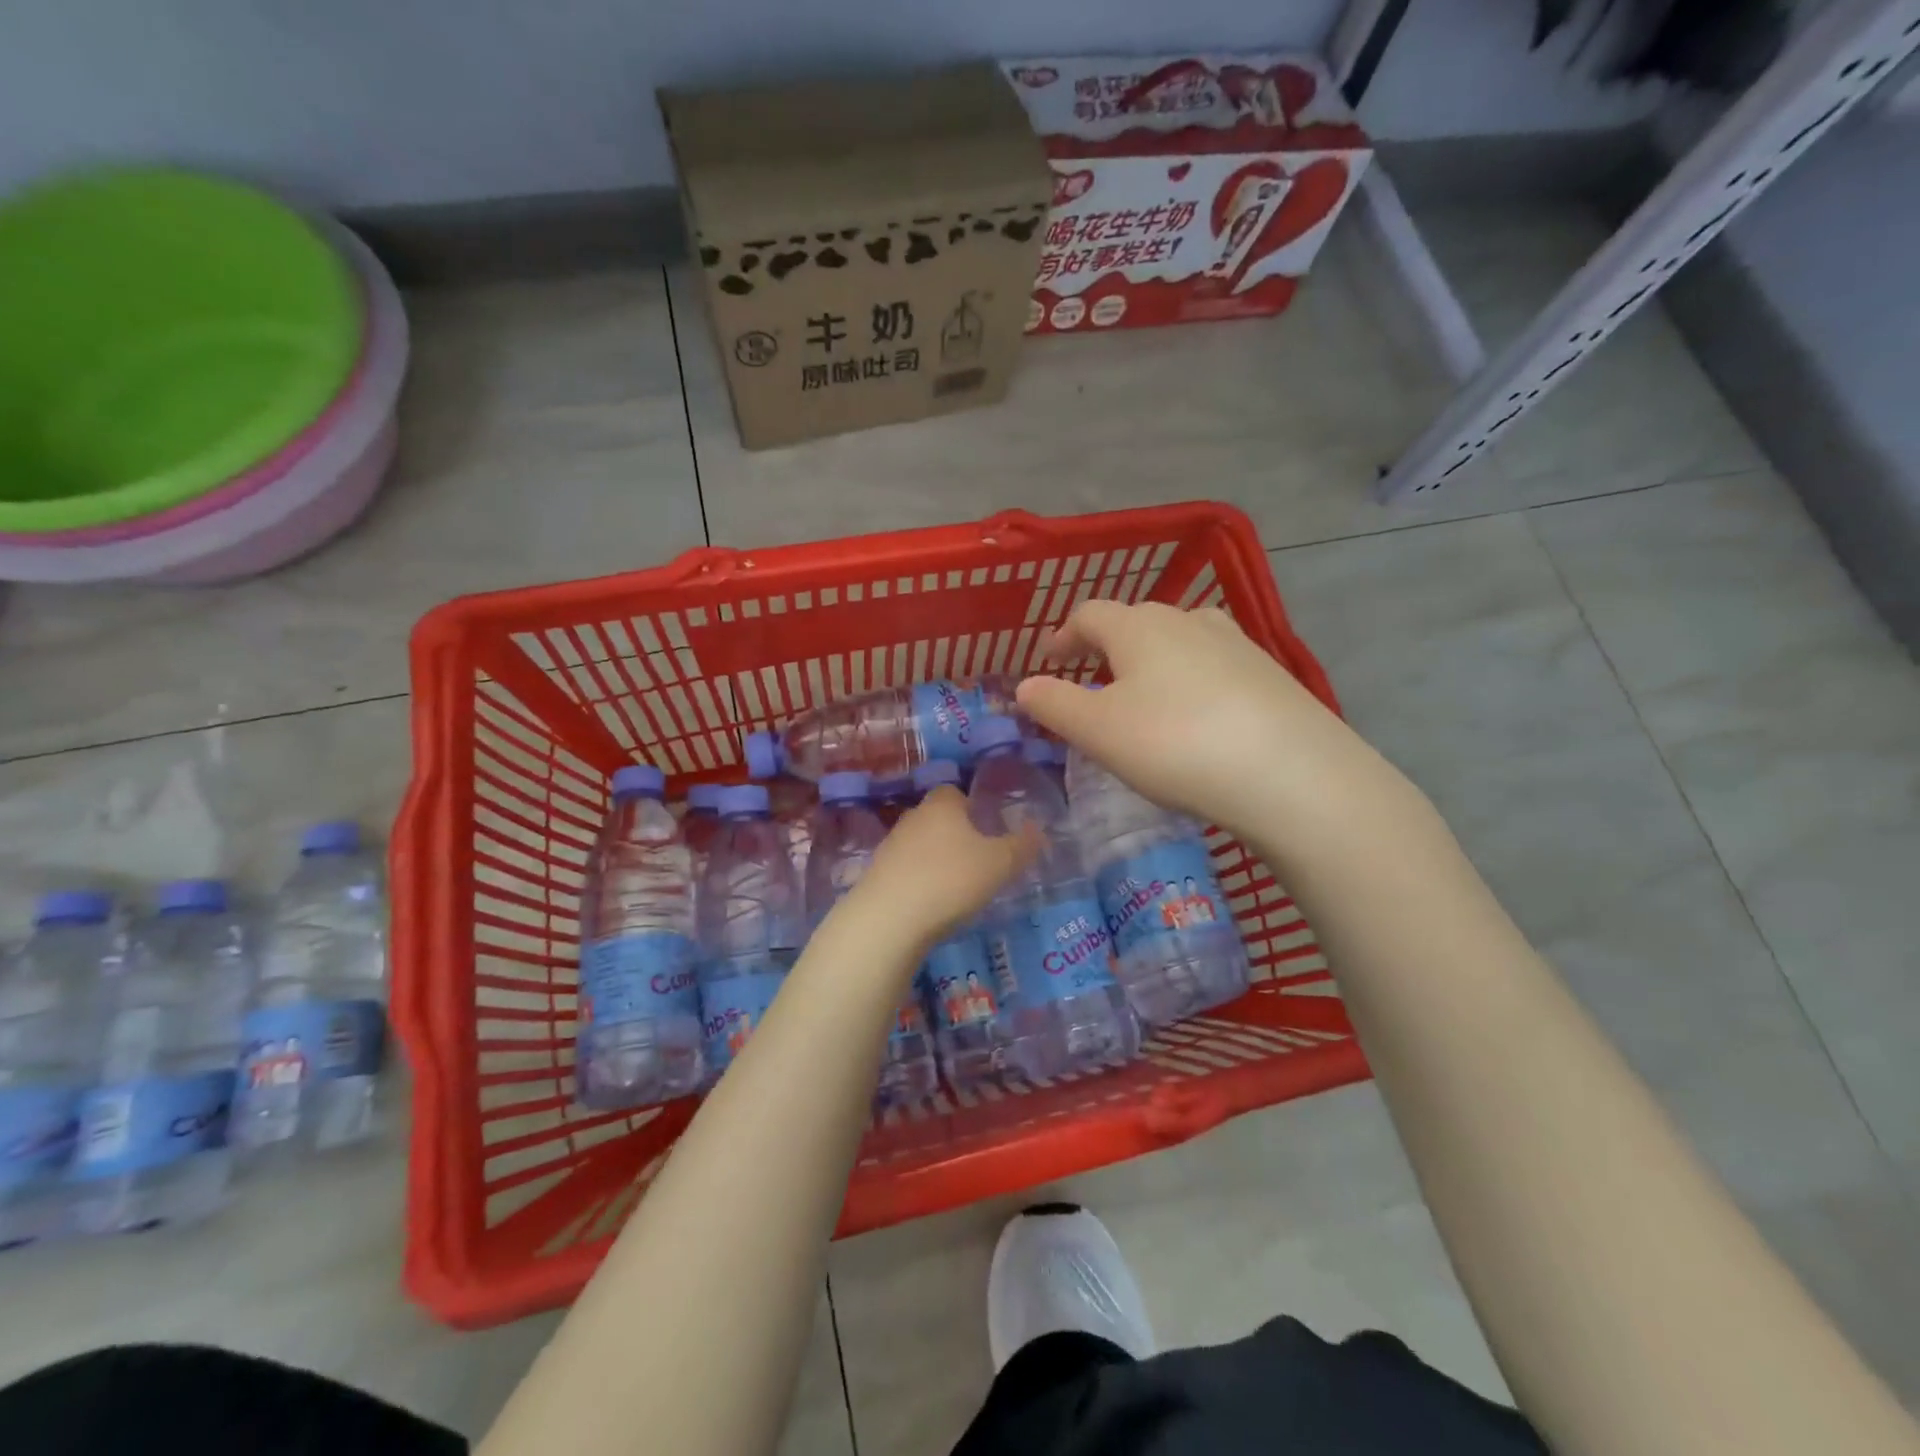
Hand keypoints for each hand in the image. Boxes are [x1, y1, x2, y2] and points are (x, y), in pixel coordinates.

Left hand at [842, 786, 1040, 947]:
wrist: (889, 920)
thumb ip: (1022, 846)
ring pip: (921, 845)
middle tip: (980, 859)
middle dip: (956, 834)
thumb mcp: (999, 864)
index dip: (972, 806)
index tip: (988, 828)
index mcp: (941, 805)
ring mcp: (890, 846)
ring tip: (958, 886)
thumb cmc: (951, 880)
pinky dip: (920, 881)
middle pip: (937, 818)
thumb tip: (1040, 831)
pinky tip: (933, 903)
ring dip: (937, 859)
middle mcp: (912, 817)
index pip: (955, 792)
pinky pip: (906, 870)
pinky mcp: (877, 875)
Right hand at [1016, 600, 1369, 836]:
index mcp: (1139, 626)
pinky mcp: (1269, 672)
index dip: (1063, 636)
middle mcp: (1187, 619)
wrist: (1290, 772)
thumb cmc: (1175, 744)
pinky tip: (1198, 716)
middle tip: (1093, 682)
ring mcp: (1235, 642)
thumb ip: (1054, 704)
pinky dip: (1191, 680)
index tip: (1049, 661)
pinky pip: (1214, 665)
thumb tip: (1024, 686)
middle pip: (1135, 621)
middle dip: (1107, 648)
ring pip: (1178, 640)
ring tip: (1145, 696)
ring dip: (1152, 661)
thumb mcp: (1098, 731)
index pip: (1089, 614)